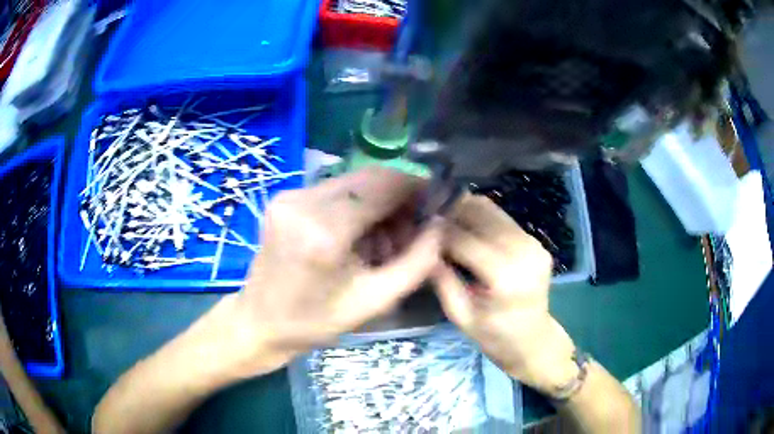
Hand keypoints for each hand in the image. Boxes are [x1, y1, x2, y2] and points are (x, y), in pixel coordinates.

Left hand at [230, 167, 442, 373]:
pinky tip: (359, 236)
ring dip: (378, 203)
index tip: (435, 203)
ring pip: (353, 182)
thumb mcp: (375, 301)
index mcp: (325, 232)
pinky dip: (356, 206)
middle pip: (369, 177)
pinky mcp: (285, 197)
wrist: (259, 321)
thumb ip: (417, 262)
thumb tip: (441, 226)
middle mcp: (304, 202)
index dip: (416, 187)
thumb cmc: (315, 322)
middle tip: (413, 226)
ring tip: (386, 240)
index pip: (384, 185)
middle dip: (399, 196)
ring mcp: (290, 196)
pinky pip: (334, 190)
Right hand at [432, 194, 578, 395]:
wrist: (534, 341)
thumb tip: (423, 247)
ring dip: (466, 211)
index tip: (418, 230)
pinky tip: (467, 228)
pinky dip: (482, 219)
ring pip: (493, 210)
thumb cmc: (495, 337)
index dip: (439, 232)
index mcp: (505, 277)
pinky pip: (503, 220)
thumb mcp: (460, 316)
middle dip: (452, 212)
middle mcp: (523, 252)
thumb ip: (442, 279)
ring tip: (446, 221)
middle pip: (481, 215)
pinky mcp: (536, 242)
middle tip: (429, 219)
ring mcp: (533, 244)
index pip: (464, 240)